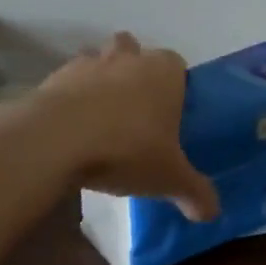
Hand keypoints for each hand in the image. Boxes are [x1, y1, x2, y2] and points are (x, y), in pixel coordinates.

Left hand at [35, 33, 220, 221]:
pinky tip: (71, 130)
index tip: (170, 113)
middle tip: (135, 110)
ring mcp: (88, 64)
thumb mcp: (170, 178)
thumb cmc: (127, 149)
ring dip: (100, 80)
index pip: (177, 65)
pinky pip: (67, 83)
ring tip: (101, 118)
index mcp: (164, 71)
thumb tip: (212, 213)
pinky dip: (70, 98)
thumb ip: (194, 193)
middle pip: (134, 51)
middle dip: (135, 70)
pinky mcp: (53, 78)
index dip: (175, 85)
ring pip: (98, 60)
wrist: (57, 140)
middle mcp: (128, 58)